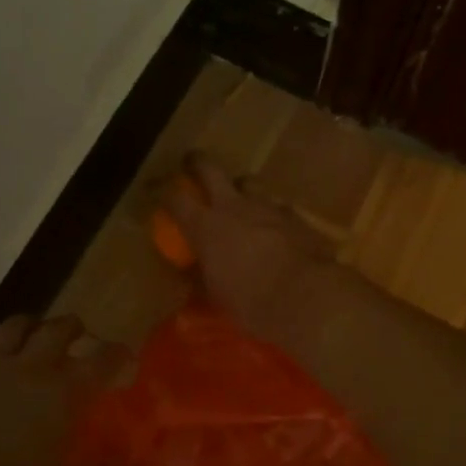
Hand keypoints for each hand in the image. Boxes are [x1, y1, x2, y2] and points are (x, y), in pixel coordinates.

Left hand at [0, 314, 129, 465]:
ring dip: (27, 329)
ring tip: (29, 341)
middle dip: (73, 330)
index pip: (103, 359)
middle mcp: (26, 369)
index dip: (118, 355)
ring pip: (11, 327)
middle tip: (77, 341)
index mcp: (61, 395)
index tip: (125, 361)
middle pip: (58, 328)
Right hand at [163, 155, 338, 345]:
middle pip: (211, 169)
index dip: (163, 191)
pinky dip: (271, 214)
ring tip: (241, 200)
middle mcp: (235, 206)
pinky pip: (278, 207)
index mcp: (207, 226)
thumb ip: (201, 277)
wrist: (307, 297)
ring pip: (249, 183)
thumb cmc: (252, 302)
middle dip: (198, 163)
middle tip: (193, 163)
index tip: (158, 191)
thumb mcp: (217, 295)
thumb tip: (189, 275)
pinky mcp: (296, 216)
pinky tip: (275, 229)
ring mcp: (269, 207)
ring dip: (241, 188)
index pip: (175, 198)